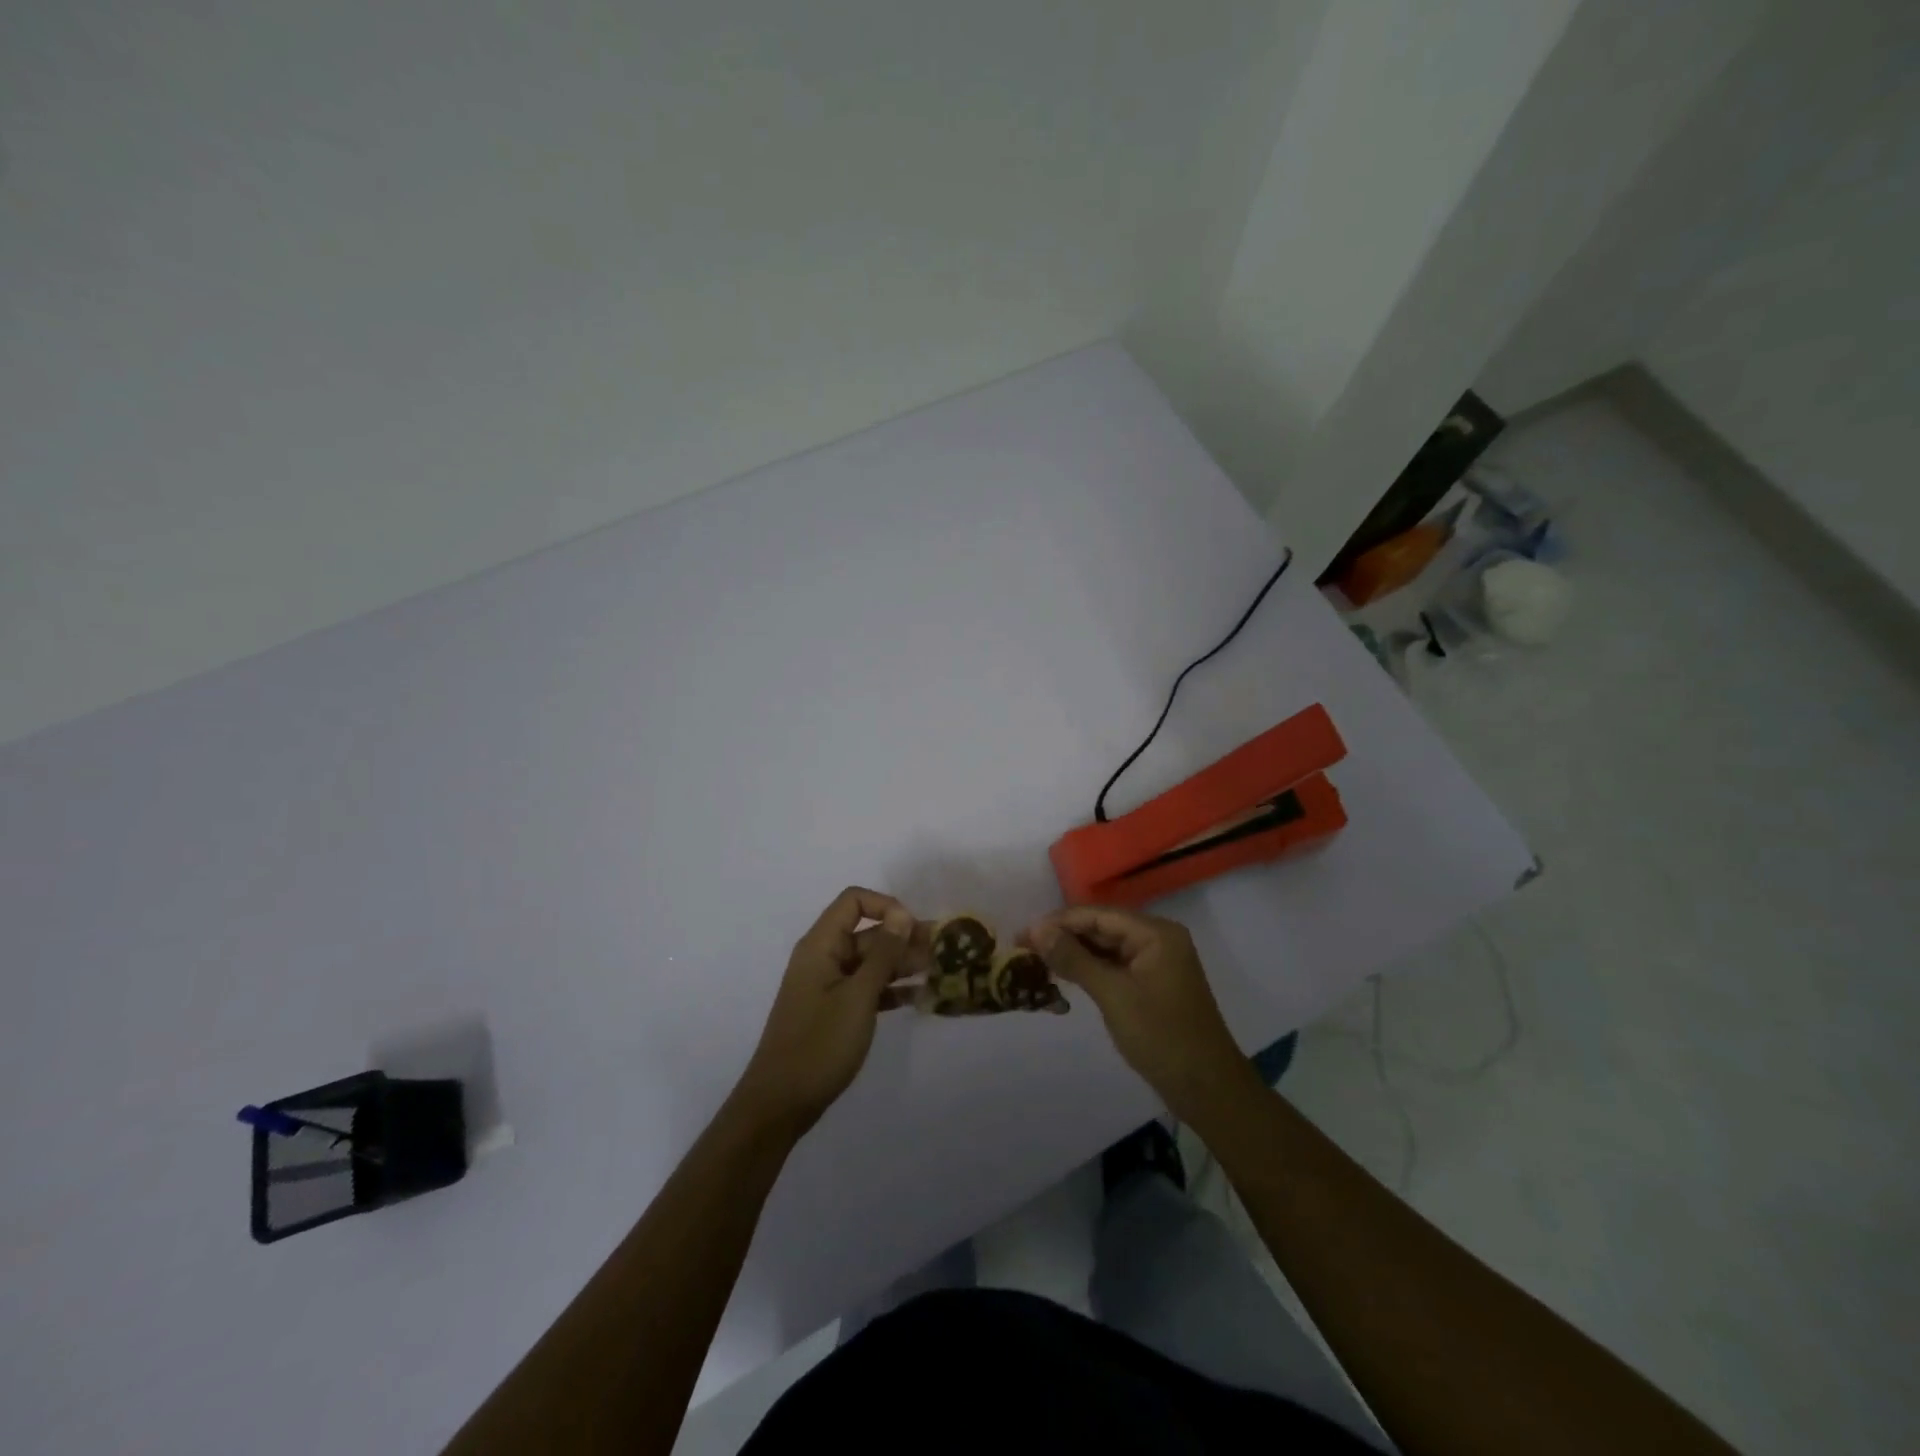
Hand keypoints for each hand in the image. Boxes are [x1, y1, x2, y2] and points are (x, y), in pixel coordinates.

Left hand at [732, 887, 916, 1138]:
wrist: (781, 1103)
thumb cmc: (819, 1044)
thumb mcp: (858, 996)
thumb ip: (883, 954)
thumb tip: (902, 913)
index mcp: (821, 945)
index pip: (854, 901)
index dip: (886, 906)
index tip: (914, 929)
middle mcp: (824, 957)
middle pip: (867, 933)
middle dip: (904, 939)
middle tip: (944, 952)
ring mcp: (829, 985)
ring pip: (871, 962)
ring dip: (903, 965)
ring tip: (940, 973)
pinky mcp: (835, 1010)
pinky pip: (868, 988)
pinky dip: (892, 990)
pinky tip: (921, 998)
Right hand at [1024, 906, 1259, 1121]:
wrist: (1207, 1089)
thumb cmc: (1162, 1036)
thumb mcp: (1113, 995)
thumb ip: (1074, 958)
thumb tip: (1037, 928)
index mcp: (1155, 933)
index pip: (1098, 915)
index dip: (1058, 922)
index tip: (1021, 933)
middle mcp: (1157, 939)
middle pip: (1101, 928)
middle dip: (1063, 936)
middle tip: (1022, 948)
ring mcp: (1156, 962)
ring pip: (1106, 948)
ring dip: (1073, 953)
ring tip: (1035, 961)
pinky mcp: (1151, 984)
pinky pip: (1114, 966)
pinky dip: (1089, 970)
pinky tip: (1063, 977)